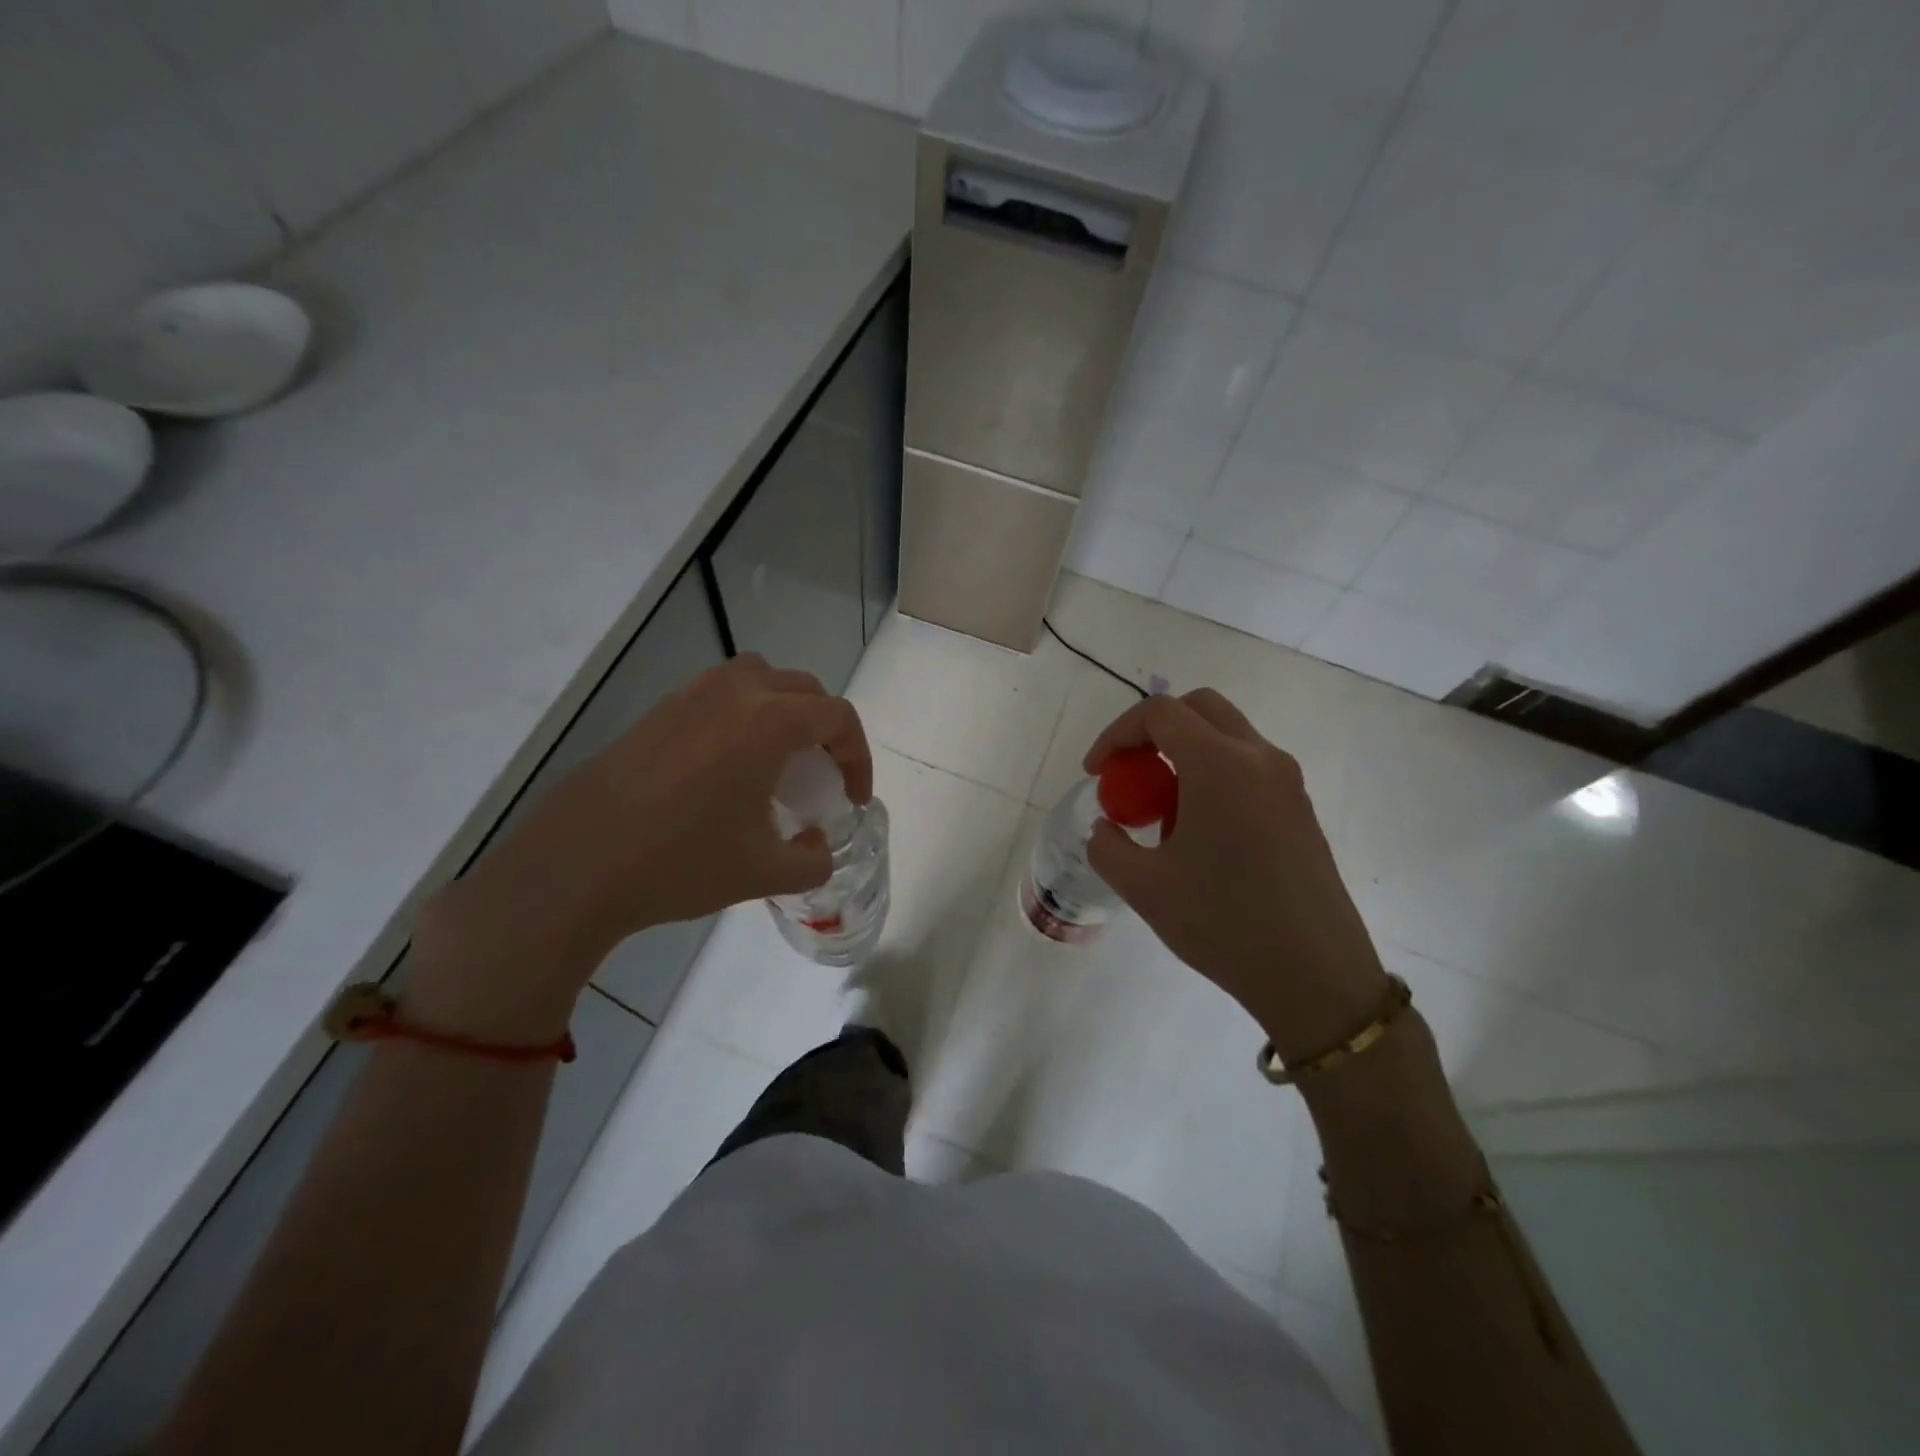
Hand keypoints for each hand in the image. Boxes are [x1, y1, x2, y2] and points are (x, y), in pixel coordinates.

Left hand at [413, 656, 870, 1031]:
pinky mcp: (656, 713)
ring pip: (757, 678)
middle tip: (822, 773)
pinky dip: (741, 715)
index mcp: (769, 723)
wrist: (576, 867)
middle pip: (803, 689)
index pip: (837, 717)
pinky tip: (725, 767)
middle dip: (825, 728)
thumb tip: (817, 848)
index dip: (858, 757)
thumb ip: (811, 861)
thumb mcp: (764, 873)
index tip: (853, 799)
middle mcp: (733, 695)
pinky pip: (717, 695)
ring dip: (782, 709)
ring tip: (777, 758)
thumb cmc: (682, 862)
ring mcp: (689, 697)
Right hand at [1083, 690, 1390, 1061]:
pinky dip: (1213, 776)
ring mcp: (1287, 782)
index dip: (1117, 734)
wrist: (1314, 975)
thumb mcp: (1144, 887)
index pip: (1159, 713)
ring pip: (1227, 736)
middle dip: (1154, 730)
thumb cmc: (1223, 923)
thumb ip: (1108, 846)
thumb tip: (1107, 827)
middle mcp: (1259, 758)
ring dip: (1185, 754)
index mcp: (1220, 765)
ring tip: (1163, 813)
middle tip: (1130, 773)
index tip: (1097, 773)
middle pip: (1199, 708)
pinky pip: (1248, 767)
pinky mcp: (1301, 809)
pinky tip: (1200, 834)